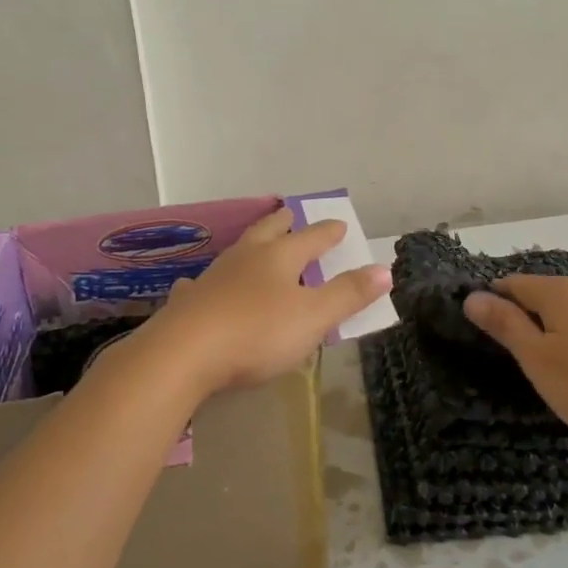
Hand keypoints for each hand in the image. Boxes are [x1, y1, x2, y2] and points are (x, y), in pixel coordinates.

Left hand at [145, 206, 391, 393]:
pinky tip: (204, 285)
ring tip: (257, 244)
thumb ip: (349, 294)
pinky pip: (204, 283)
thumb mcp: (313, 317)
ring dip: (252, 245)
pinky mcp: (190, 301)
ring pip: (238, 251)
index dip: (328, 232)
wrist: (183, 353)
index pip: (312, 237)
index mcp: (280, 257)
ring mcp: (214, 276)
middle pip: (269, 231)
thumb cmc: (257, 332)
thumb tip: (384, 269)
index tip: (340, 224)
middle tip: (292, 213)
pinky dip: (212, 281)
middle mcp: (246, 257)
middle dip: (284, 222)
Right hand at [463, 275, 567, 448]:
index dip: (495, 301)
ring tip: (560, 366)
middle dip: (530, 316)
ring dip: (561, 328)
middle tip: (523, 357)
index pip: (514, 283)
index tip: (489, 330)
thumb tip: (473, 296)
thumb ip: (504, 324)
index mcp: (561, 291)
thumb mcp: (537, 359)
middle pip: (547, 294)